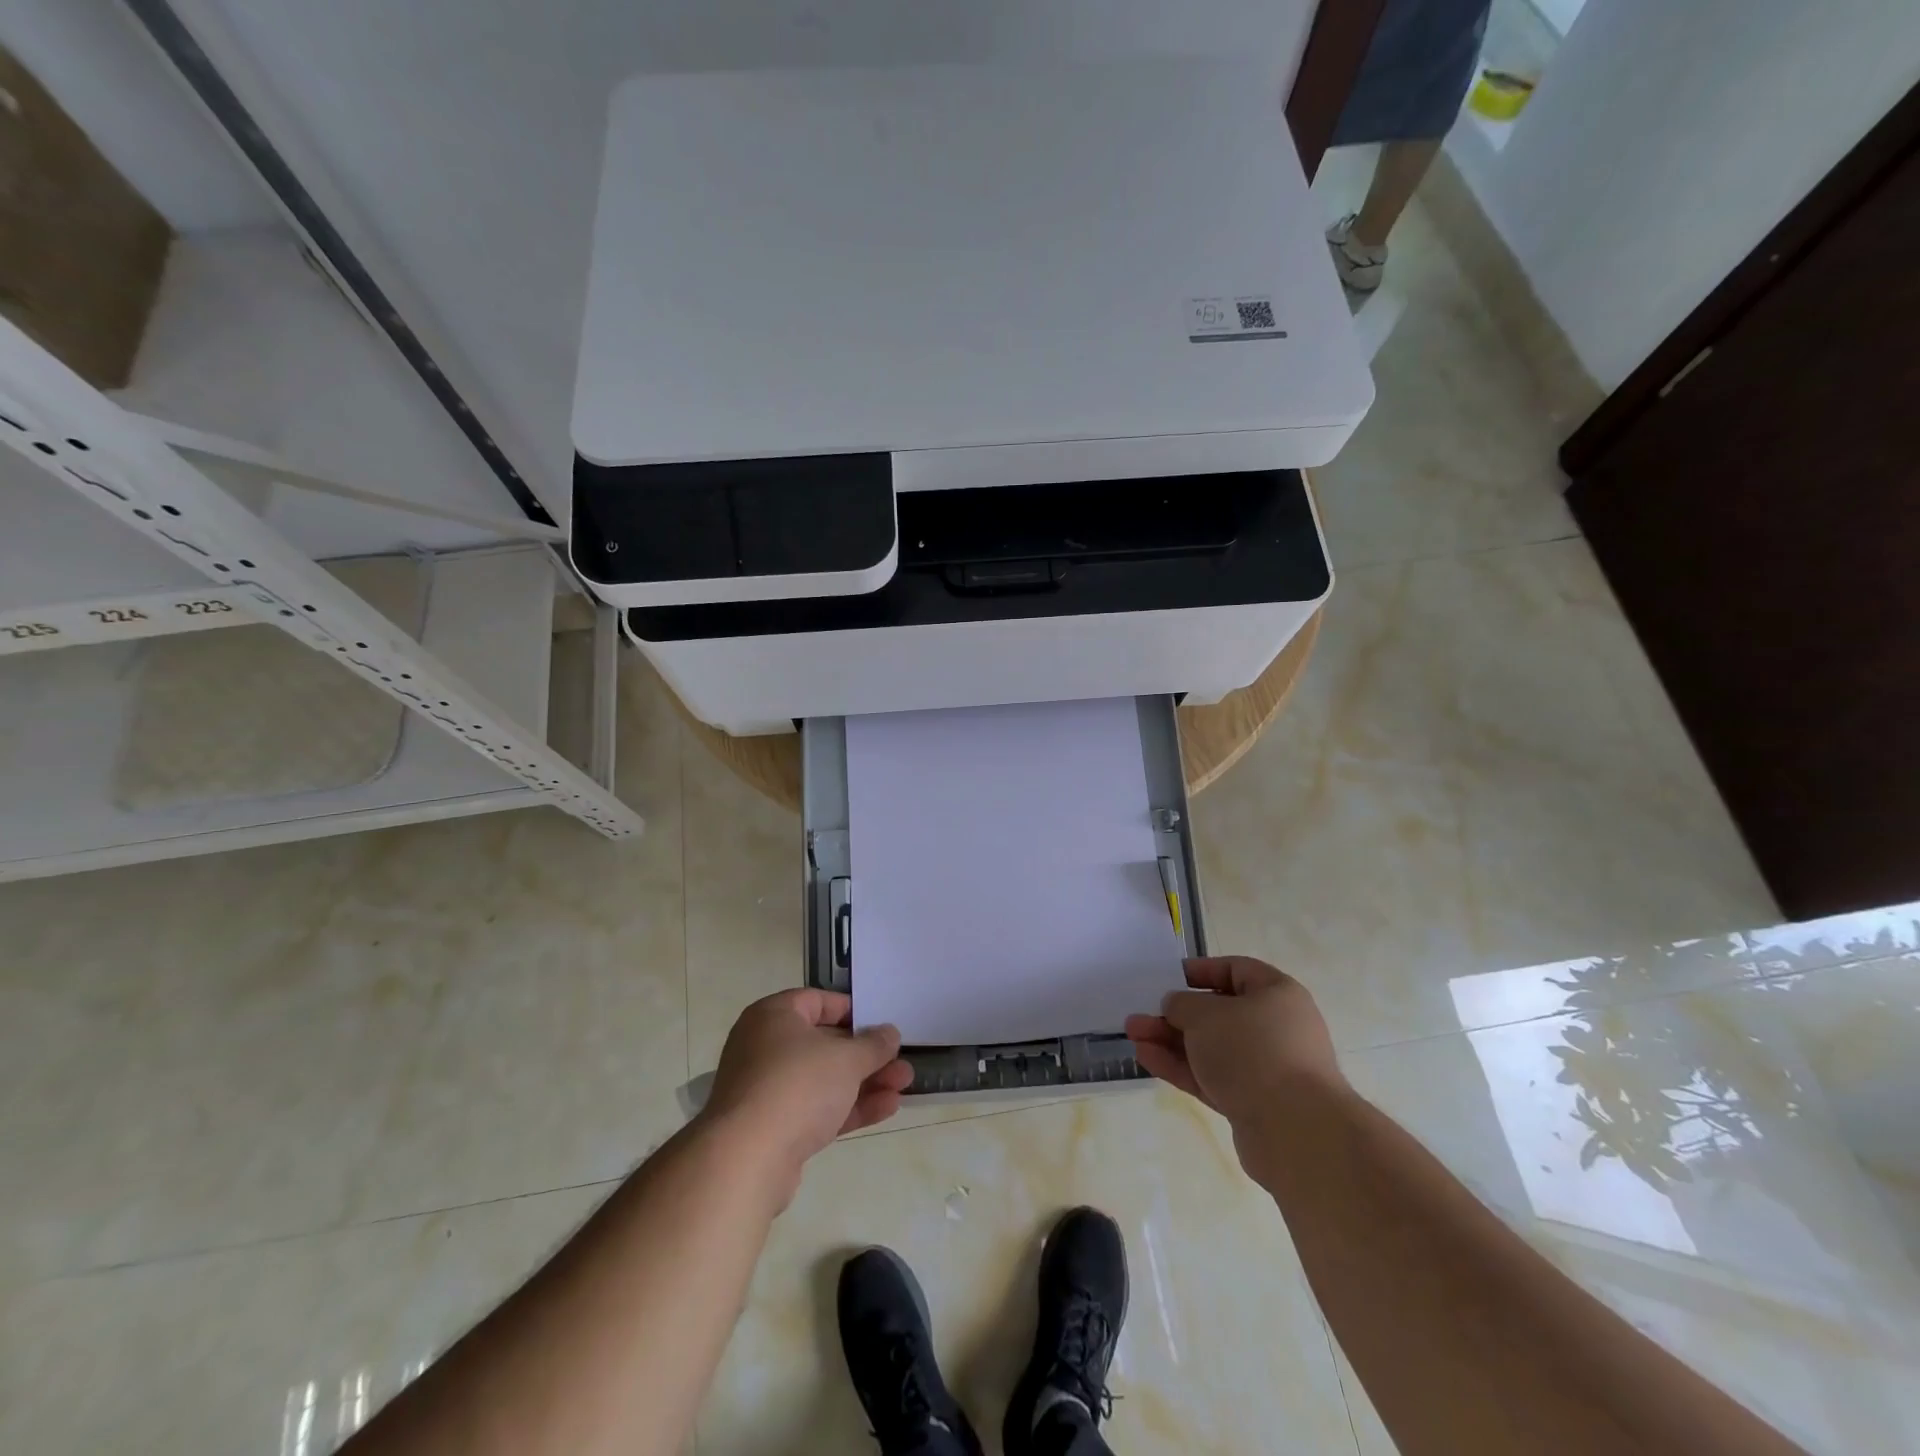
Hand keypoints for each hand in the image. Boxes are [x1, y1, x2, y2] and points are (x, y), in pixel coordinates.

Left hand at [701, 990, 913, 1195]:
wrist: (747, 1160)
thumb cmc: (797, 1086)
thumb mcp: (845, 1058)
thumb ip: (872, 1045)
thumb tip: (889, 1033)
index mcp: (773, 1017)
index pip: (816, 1001)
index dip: (851, 1009)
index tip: (879, 1021)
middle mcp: (765, 1048)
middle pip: (823, 1044)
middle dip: (866, 1054)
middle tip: (900, 1058)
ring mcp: (767, 1091)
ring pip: (824, 1080)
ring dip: (864, 1082)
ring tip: (905, 1083)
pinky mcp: (774, 1129)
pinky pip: (817, 1109)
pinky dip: (849, 1107)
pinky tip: (888, 1108)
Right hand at [1126, 957, 1345, 1134]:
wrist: (1295, 1132)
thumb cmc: (1252, 1051)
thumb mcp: (1206, 1014)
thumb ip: (1183, 1004)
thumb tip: (1177, 1006)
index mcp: (1277, 995)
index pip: (1236, 970)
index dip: (1200, 971)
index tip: (1168, 978)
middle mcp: (1276, 1028)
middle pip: (1218, 1013)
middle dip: (1175, 1014)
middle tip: (1141, 1014)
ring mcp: (1266, 1068)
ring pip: (1211, 1048)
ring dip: (1171, 1040)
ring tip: (1134, 1035)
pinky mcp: (1254, 1103)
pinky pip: (1211, 1076)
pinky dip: (1181, 1067)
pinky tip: (1147, 1058)